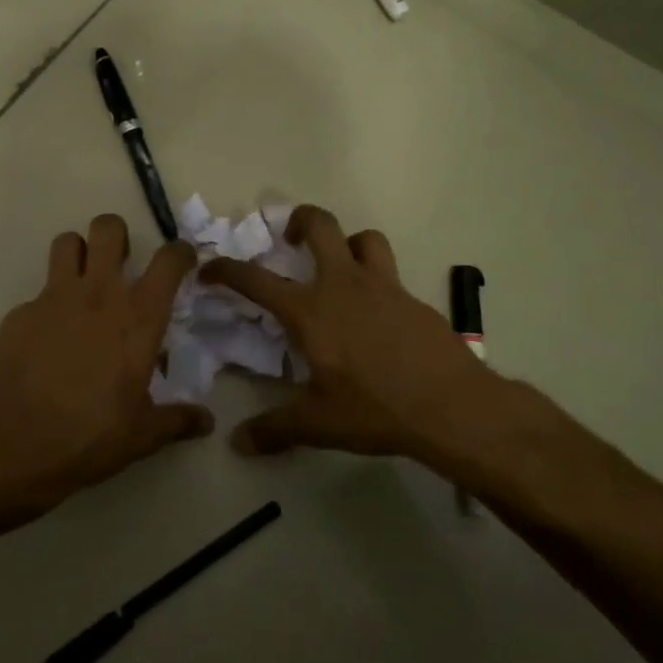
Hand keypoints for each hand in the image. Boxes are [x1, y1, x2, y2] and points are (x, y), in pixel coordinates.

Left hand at [0, 214, 211, 515]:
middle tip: (119, 263)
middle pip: (108, 228)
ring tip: (81, 282)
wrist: (18, 444)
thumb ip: (177, 419)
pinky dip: (46, 308)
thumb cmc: (92, 435)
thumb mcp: (143, 433)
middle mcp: (98, 294)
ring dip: (77, 254)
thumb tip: (206, 422)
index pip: (168, 260)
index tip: (182, 262)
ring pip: (66, 242)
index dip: (180, 253)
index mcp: (138, 317)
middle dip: (117, 235)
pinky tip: (46, 340)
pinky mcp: (20, 313)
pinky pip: (37, 294)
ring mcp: (54, 298)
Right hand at [201, 206, 555, 485]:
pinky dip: (378, 281)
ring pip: (364, 238)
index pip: (255, 279)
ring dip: (348, 243)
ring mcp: (384, 287)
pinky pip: (391, 274)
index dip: (226, 269)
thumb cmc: (375, 409)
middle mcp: (343, 285)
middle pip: (320, 225)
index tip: (210, 268)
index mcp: (310, 311)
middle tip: (290, 238)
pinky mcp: (414, 299)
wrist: (453, 407)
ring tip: (341, 266)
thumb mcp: (318, 423)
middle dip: (299, 220)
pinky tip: (379, 315)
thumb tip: (238, 443)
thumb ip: (275, 429)